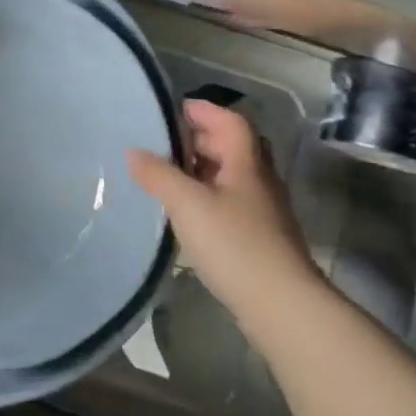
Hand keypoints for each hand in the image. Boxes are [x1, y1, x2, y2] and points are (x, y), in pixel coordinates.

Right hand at [127, 99, 323, 331]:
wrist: (282, 305)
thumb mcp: (188, 204)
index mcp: (247, 163)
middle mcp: (258, 181)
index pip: (230, 121)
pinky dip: (205, 196)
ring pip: (230, 176)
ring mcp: (261, 211)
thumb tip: (133, 152)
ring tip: (166, 175)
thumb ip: (158, 175)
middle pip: (232, 146)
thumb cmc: (235, 244)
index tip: (173, 109)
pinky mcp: (257, 238)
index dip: (204, 110)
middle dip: (199, 139)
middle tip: (163, 142)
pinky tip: (184, 212)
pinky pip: (228, 202)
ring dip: (200, 169)